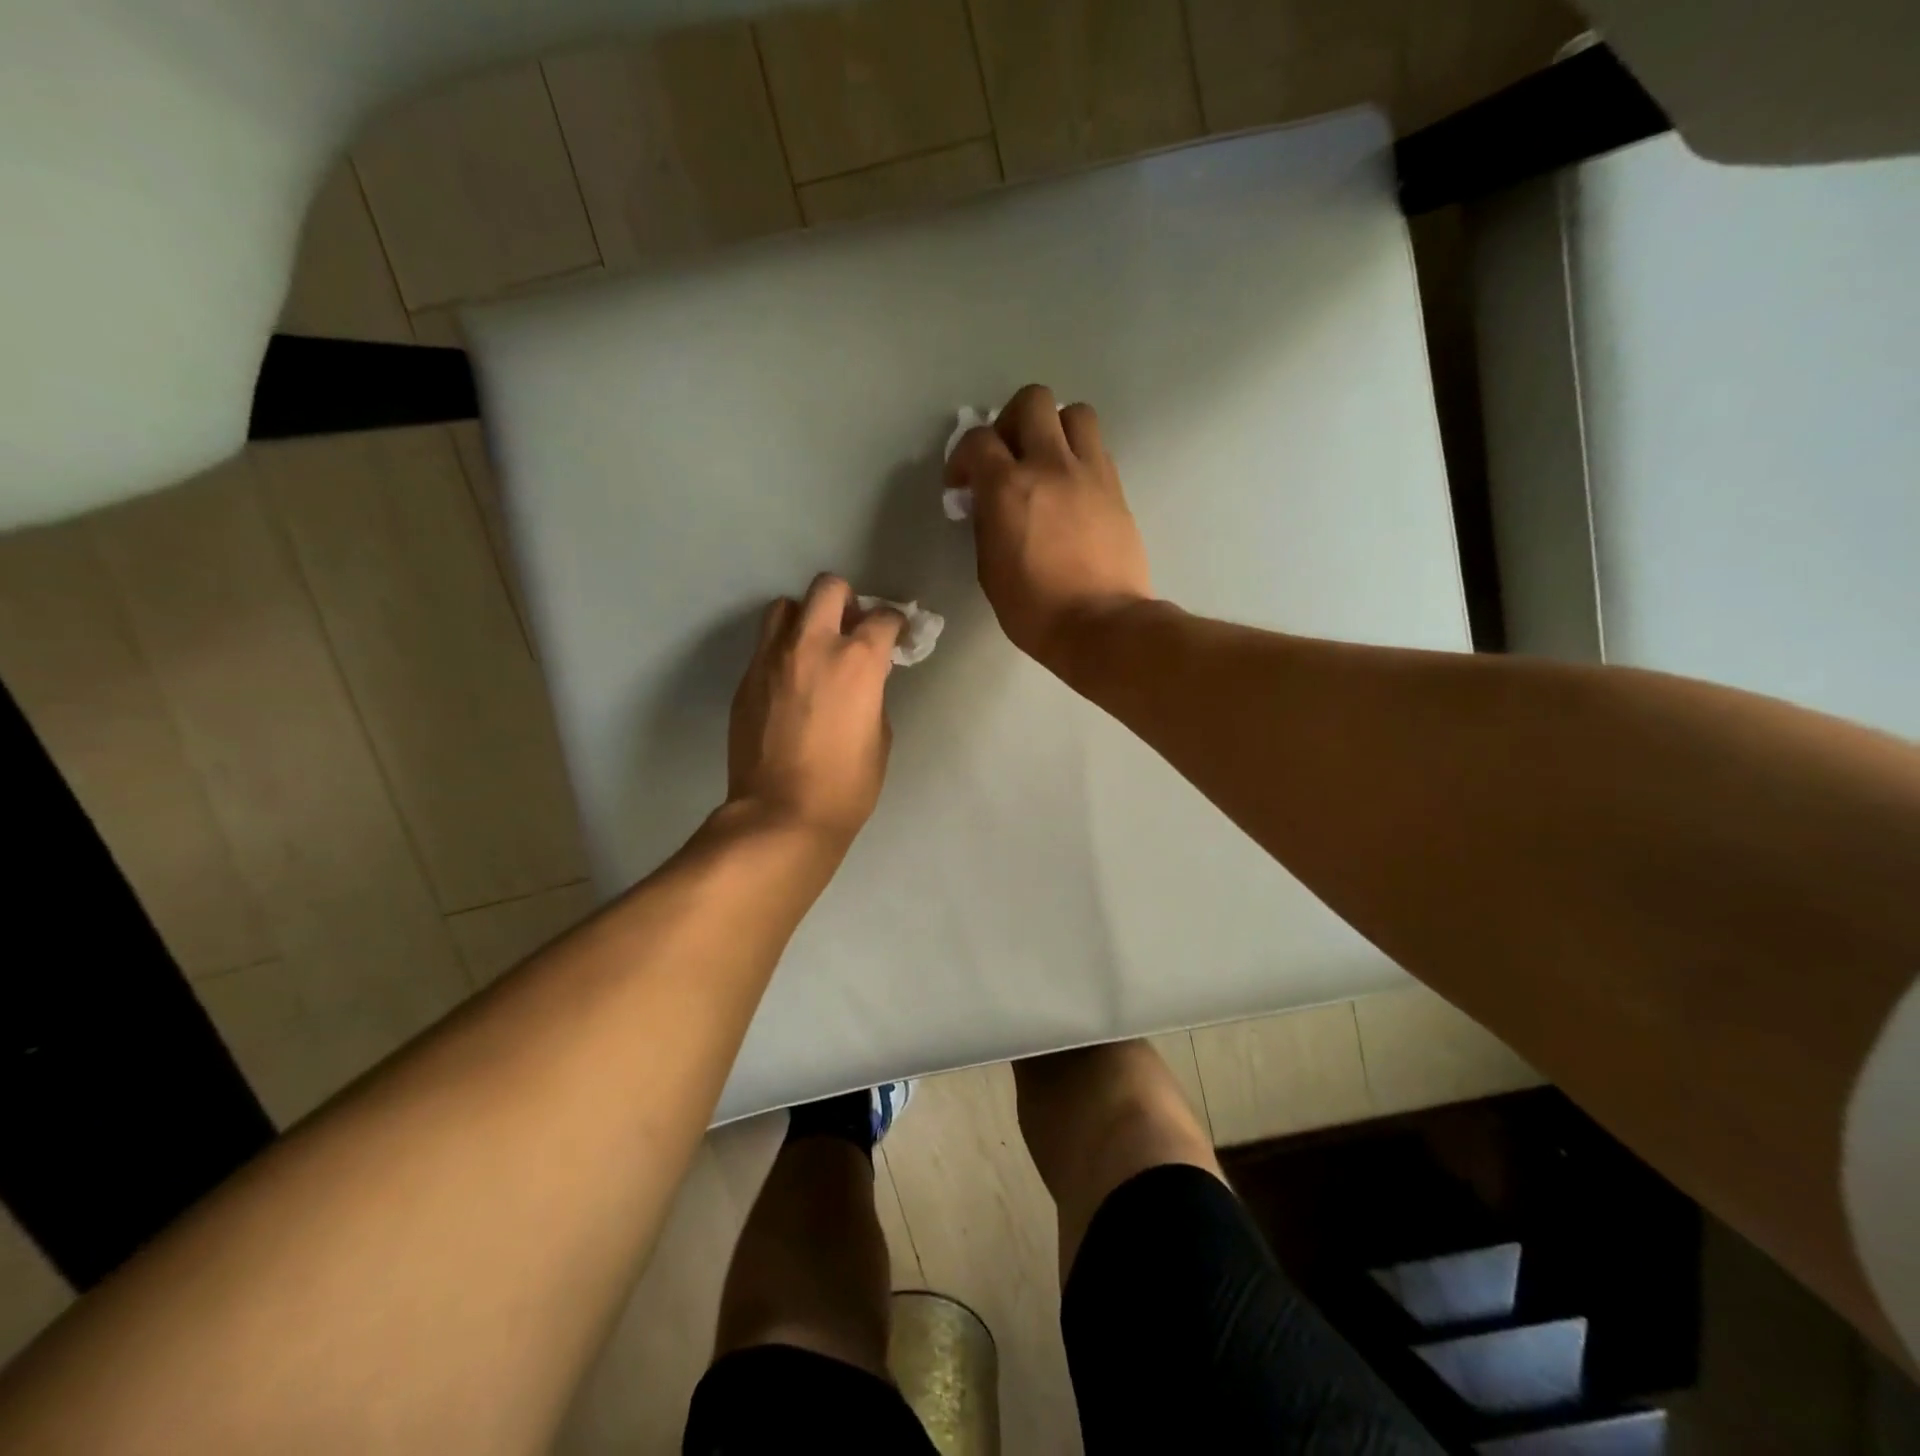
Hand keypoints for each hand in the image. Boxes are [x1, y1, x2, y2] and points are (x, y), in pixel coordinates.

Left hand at [727, 574, 903, 846]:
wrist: (781, 814)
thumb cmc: (846, 785)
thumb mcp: (880, 736)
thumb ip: (873, 693)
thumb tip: (864, 680)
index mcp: (857, 660)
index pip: (882, 617)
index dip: (896, 624)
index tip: (897, 636)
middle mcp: (813, 645)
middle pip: (827, 588)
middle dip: (846, 600)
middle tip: (850, 628)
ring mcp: (772, 658)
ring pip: (786, 606)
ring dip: (805, 618)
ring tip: (813, 647)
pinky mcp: (746, 679)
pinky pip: (765, 645)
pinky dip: (782, 650)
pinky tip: (790, 681)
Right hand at [945, 384, 1151, 672]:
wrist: (1101, 624)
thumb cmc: (1034, 609)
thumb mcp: (990, 568)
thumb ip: (987, 522)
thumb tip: (989, 503)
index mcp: (1008, 487)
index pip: (978, 440)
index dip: (963, 457)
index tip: (962, 483)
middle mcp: (1050, 465)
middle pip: (1032, 401)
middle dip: (1011, 422)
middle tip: (1008, 456)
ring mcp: (1089, 472)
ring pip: (1075, 413)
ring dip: (1055, 428)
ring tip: (1046, 461)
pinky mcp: (1116, 488)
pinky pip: (1096, 448)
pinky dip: (1079, 455)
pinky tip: (1071, 487)